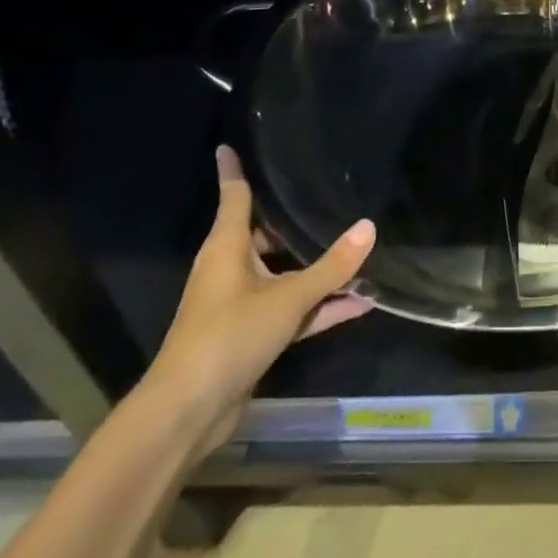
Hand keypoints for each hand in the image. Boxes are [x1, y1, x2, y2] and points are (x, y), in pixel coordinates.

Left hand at [141, 146, 375, 444]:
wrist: (189, 411)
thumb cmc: (229, 336)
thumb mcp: (288, 298)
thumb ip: (331, 267)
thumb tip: (369, 227)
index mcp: (226, 248)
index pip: (234, 196)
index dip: (233, 170)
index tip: (228, 145)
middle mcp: (231, 269)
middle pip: (264, 235)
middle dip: (294, 222)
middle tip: (326, 198)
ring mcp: (241, 304)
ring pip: (284, 275)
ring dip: (317, 272)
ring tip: (360, 256)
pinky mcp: (251, 335)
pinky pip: (291, 309)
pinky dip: (319, 307)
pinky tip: (359, 305)